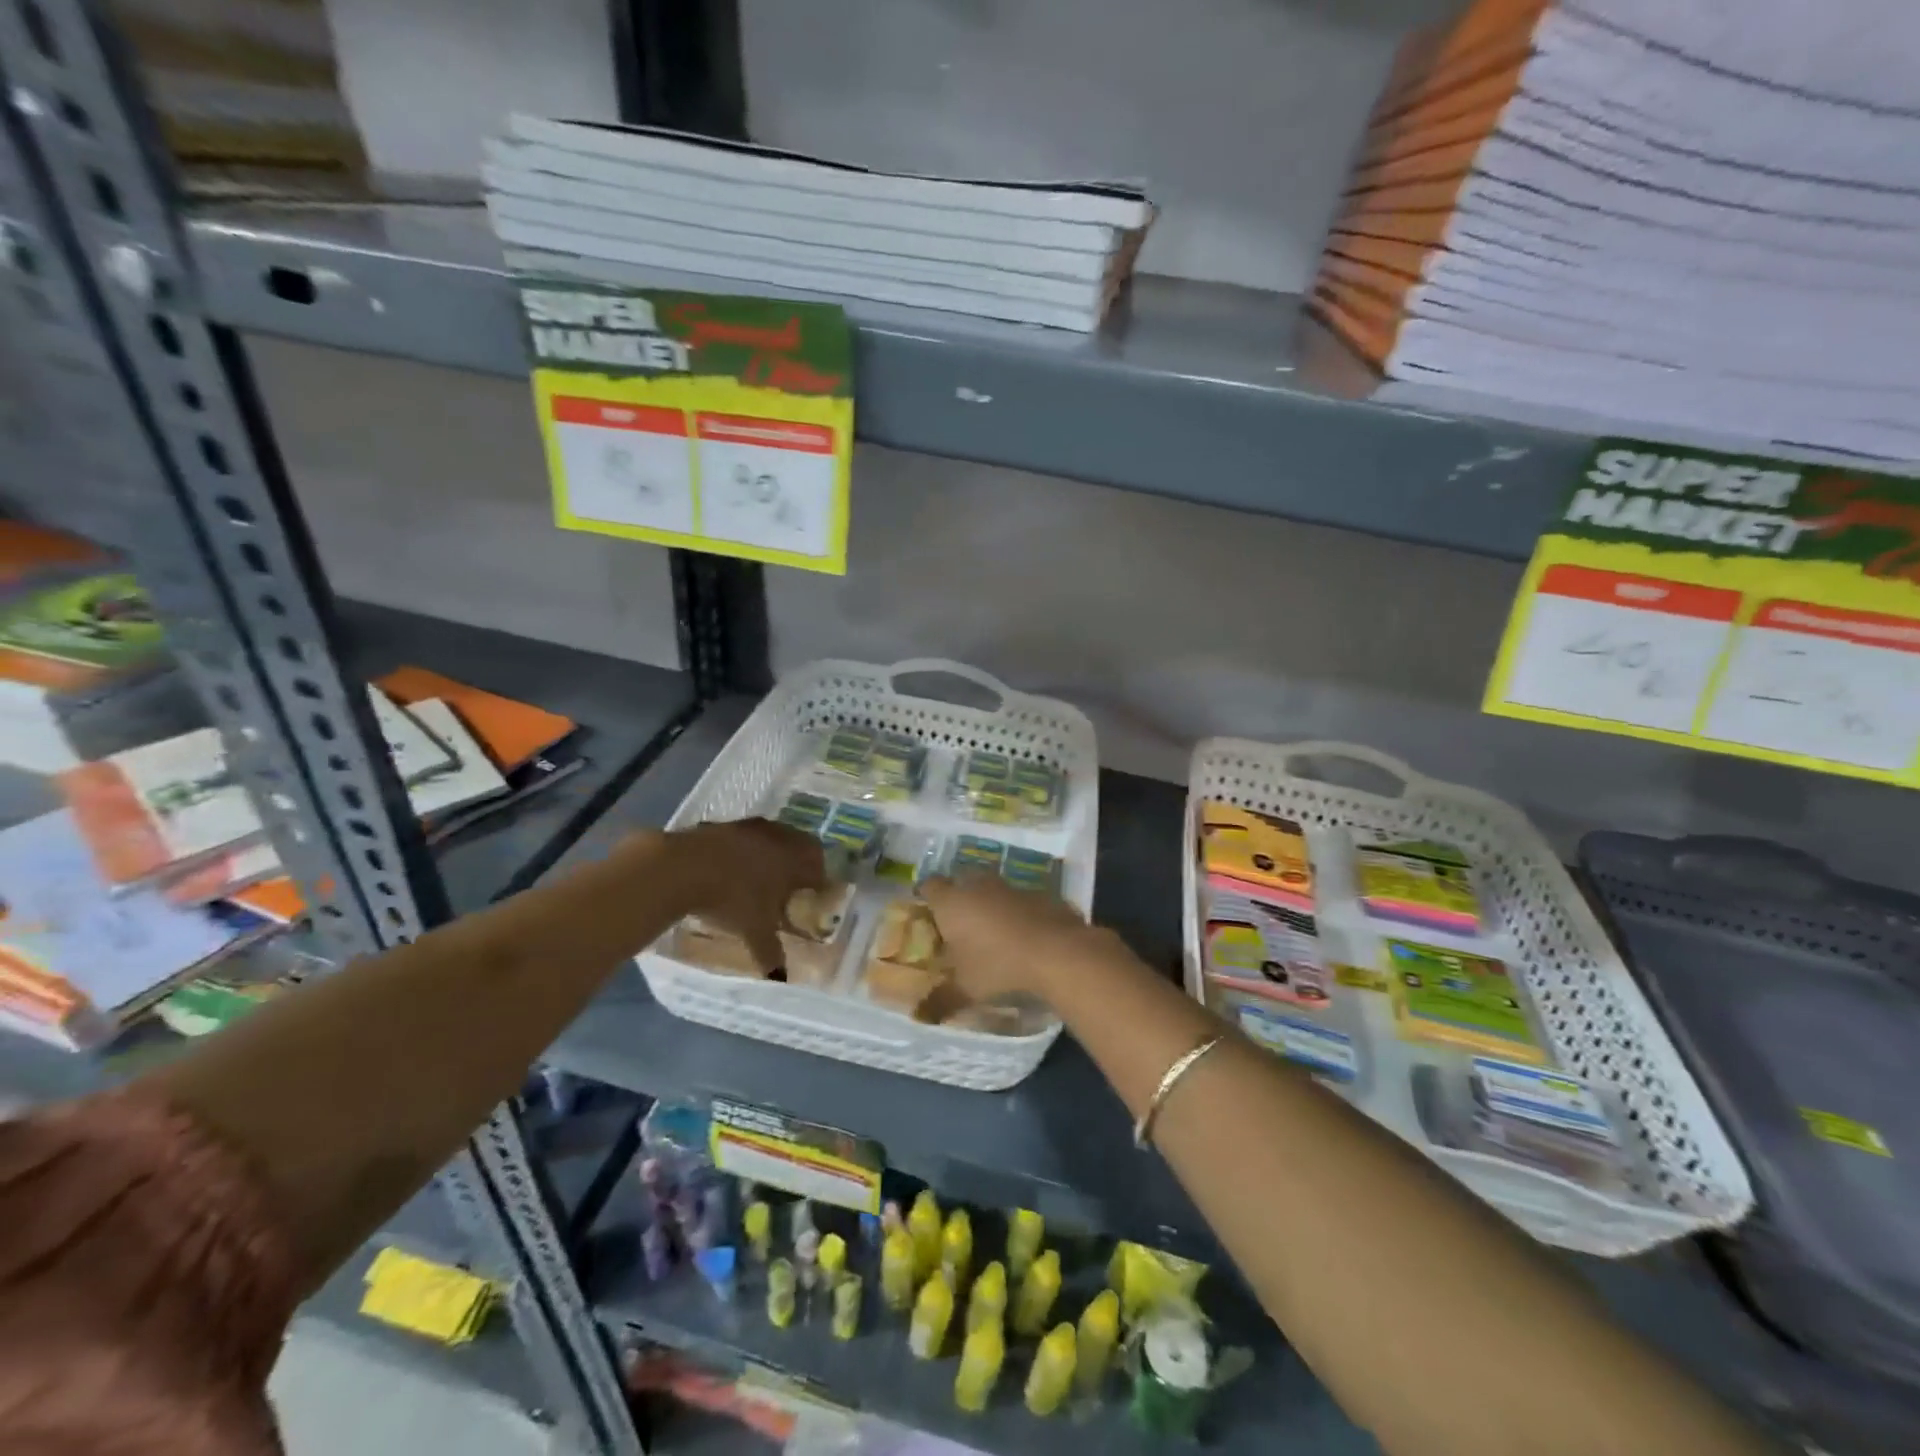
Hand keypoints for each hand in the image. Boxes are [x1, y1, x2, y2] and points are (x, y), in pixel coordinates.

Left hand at [669, 819, 826, 973]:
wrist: (684, 867)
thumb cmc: (732, 899)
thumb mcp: (754, 930)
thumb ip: (771, 952)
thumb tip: (781, 979)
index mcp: (795, 860)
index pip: (819, 868)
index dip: (819, 882)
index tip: (814, 895)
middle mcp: (779, 838)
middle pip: (800, 846)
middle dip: (800, 863)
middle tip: (793, 884)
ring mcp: (750, 828)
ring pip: (773, 837)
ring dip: (773, 852)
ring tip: (762, 874)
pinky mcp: (724, 824)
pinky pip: (745, 836)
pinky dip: (746, 849)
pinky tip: (732, 866)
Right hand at [920, 872, 1095, 1004]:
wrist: (1055, 951)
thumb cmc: (997, 966)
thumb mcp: (965, 989)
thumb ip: (941, 999)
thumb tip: (923, 1013)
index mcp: (951, 902)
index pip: (930, 886)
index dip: (927, 897)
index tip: (929, 913)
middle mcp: (978, 886)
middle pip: (962, 882)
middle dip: (960, 899)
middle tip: (960, 924)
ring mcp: (1010, 886)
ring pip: (992, 889)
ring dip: (990, 904)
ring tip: (993, 933)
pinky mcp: (1038, 893)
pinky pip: (1019, 900)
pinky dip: (1017, 912)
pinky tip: (1023, 935)